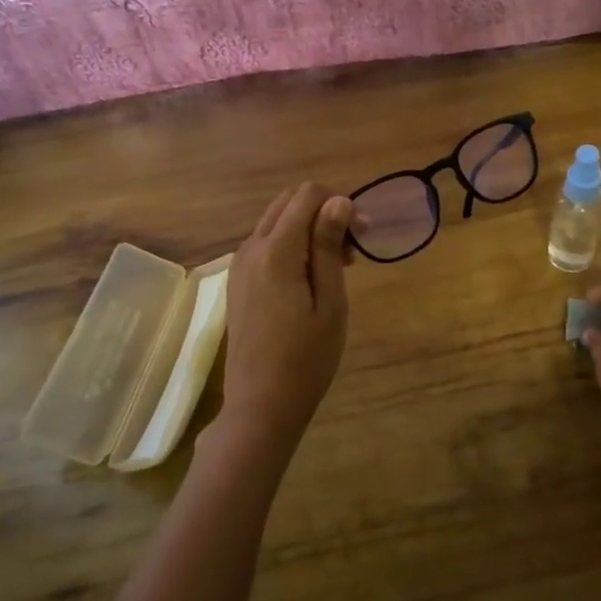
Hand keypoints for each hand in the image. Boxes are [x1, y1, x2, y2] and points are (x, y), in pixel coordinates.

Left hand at [213, 183, 353, 467]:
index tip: (362, 237)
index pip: (307, 194)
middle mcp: (251, 248)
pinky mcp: (238, 281)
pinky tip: (309, 279)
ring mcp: (239, 265)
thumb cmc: (306, 358)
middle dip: (324, 212)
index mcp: (275, 250)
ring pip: (276, 221)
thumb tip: (338, 200)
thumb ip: (329, 246)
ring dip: (308, 229)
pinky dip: (291, 245)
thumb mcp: (330, 302)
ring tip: (336, 267)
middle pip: (288, 201)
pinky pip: (266, 244)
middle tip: (352, 250)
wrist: (261, 405)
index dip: (339, 204)